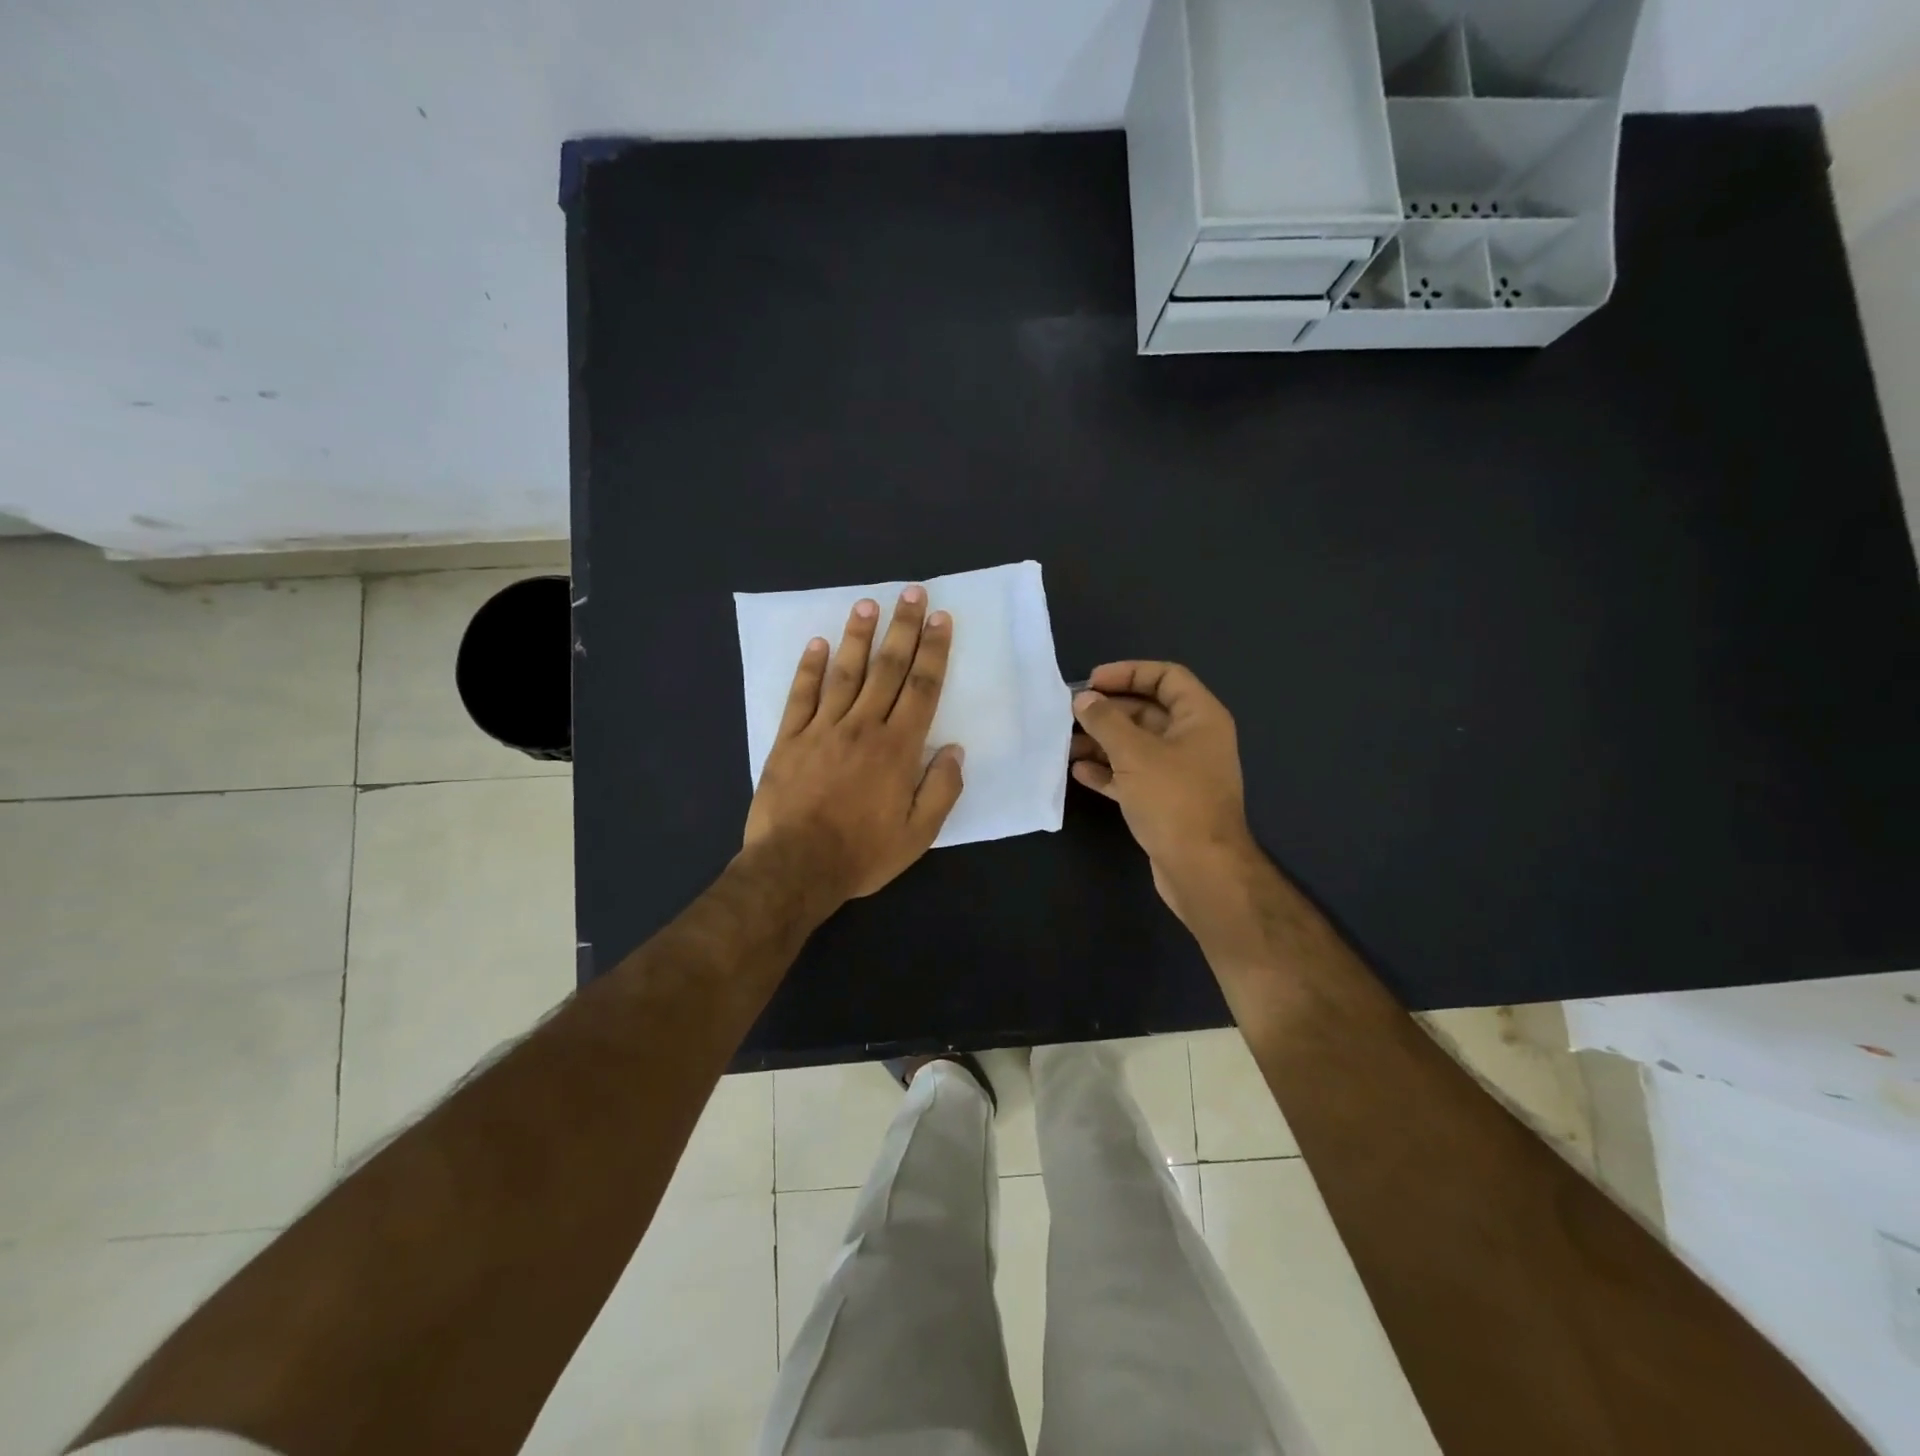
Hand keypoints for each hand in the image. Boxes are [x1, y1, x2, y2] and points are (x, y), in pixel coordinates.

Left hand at [743, 587, 965, 906]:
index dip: (933, 651)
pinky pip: (801, 696)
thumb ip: (941, 789)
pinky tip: (817, 643)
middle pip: (887, 669)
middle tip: (912, 593)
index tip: (940, 619)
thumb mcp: (918, 834)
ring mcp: (822, 729)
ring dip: (859, 637)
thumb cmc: (862, 853)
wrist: (795, 868)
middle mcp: (862, 727)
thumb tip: (955, 750)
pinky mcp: (789, 739)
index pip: (921, 688)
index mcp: (897, 748)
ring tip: (869, 604)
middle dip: (903, 629)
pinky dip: (809, 668)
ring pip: (845, 673)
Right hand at [1070, 661, 1259, 921]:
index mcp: (1200, 718)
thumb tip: (1084, 699)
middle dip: (1108, 711)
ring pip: (1136, 746)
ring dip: (1102, 742)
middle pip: (1147, 711)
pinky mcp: (1165, 801)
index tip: (1092, 682)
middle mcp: (1193, 740)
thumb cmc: (1173, 799)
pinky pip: (1133, 776)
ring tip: (1065, 744)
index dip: (1129, 672)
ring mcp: (1180, 773)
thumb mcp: (1135, 753)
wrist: (1200, 868)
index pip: (1166, 677)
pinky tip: (1078, 772)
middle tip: (1070, 714)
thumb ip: (1106, 721)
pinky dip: (1108, 771)